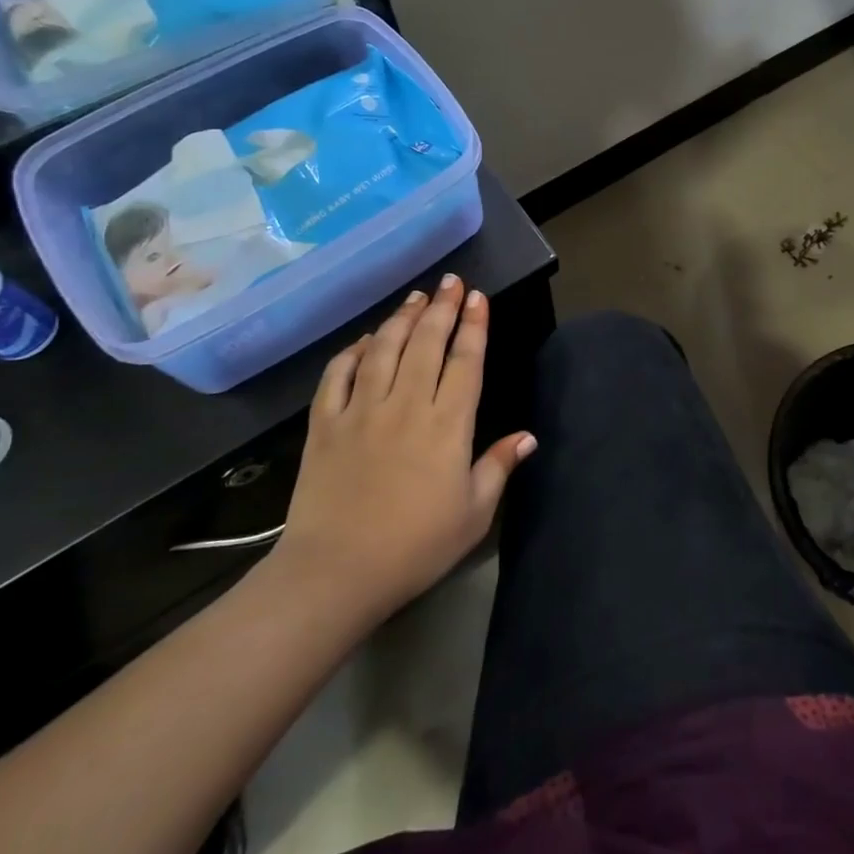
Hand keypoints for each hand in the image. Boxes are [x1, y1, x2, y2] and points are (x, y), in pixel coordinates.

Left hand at [271, 276, 535, 621]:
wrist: (336, 572)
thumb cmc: (416, 546)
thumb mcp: (473, 513)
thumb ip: (498, 467)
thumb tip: (528, 436)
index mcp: (447, 425)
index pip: (465, 361)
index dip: (473, 326)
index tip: (478, 298)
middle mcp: (406, 405)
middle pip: (426, 344)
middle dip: (442, 308)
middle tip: (451, 282)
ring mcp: (361, 411)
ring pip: (383, 350)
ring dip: (401, 319)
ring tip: (416, 297)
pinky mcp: (324, 425)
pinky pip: (338, 376)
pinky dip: (352, 352)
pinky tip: (364, 340)